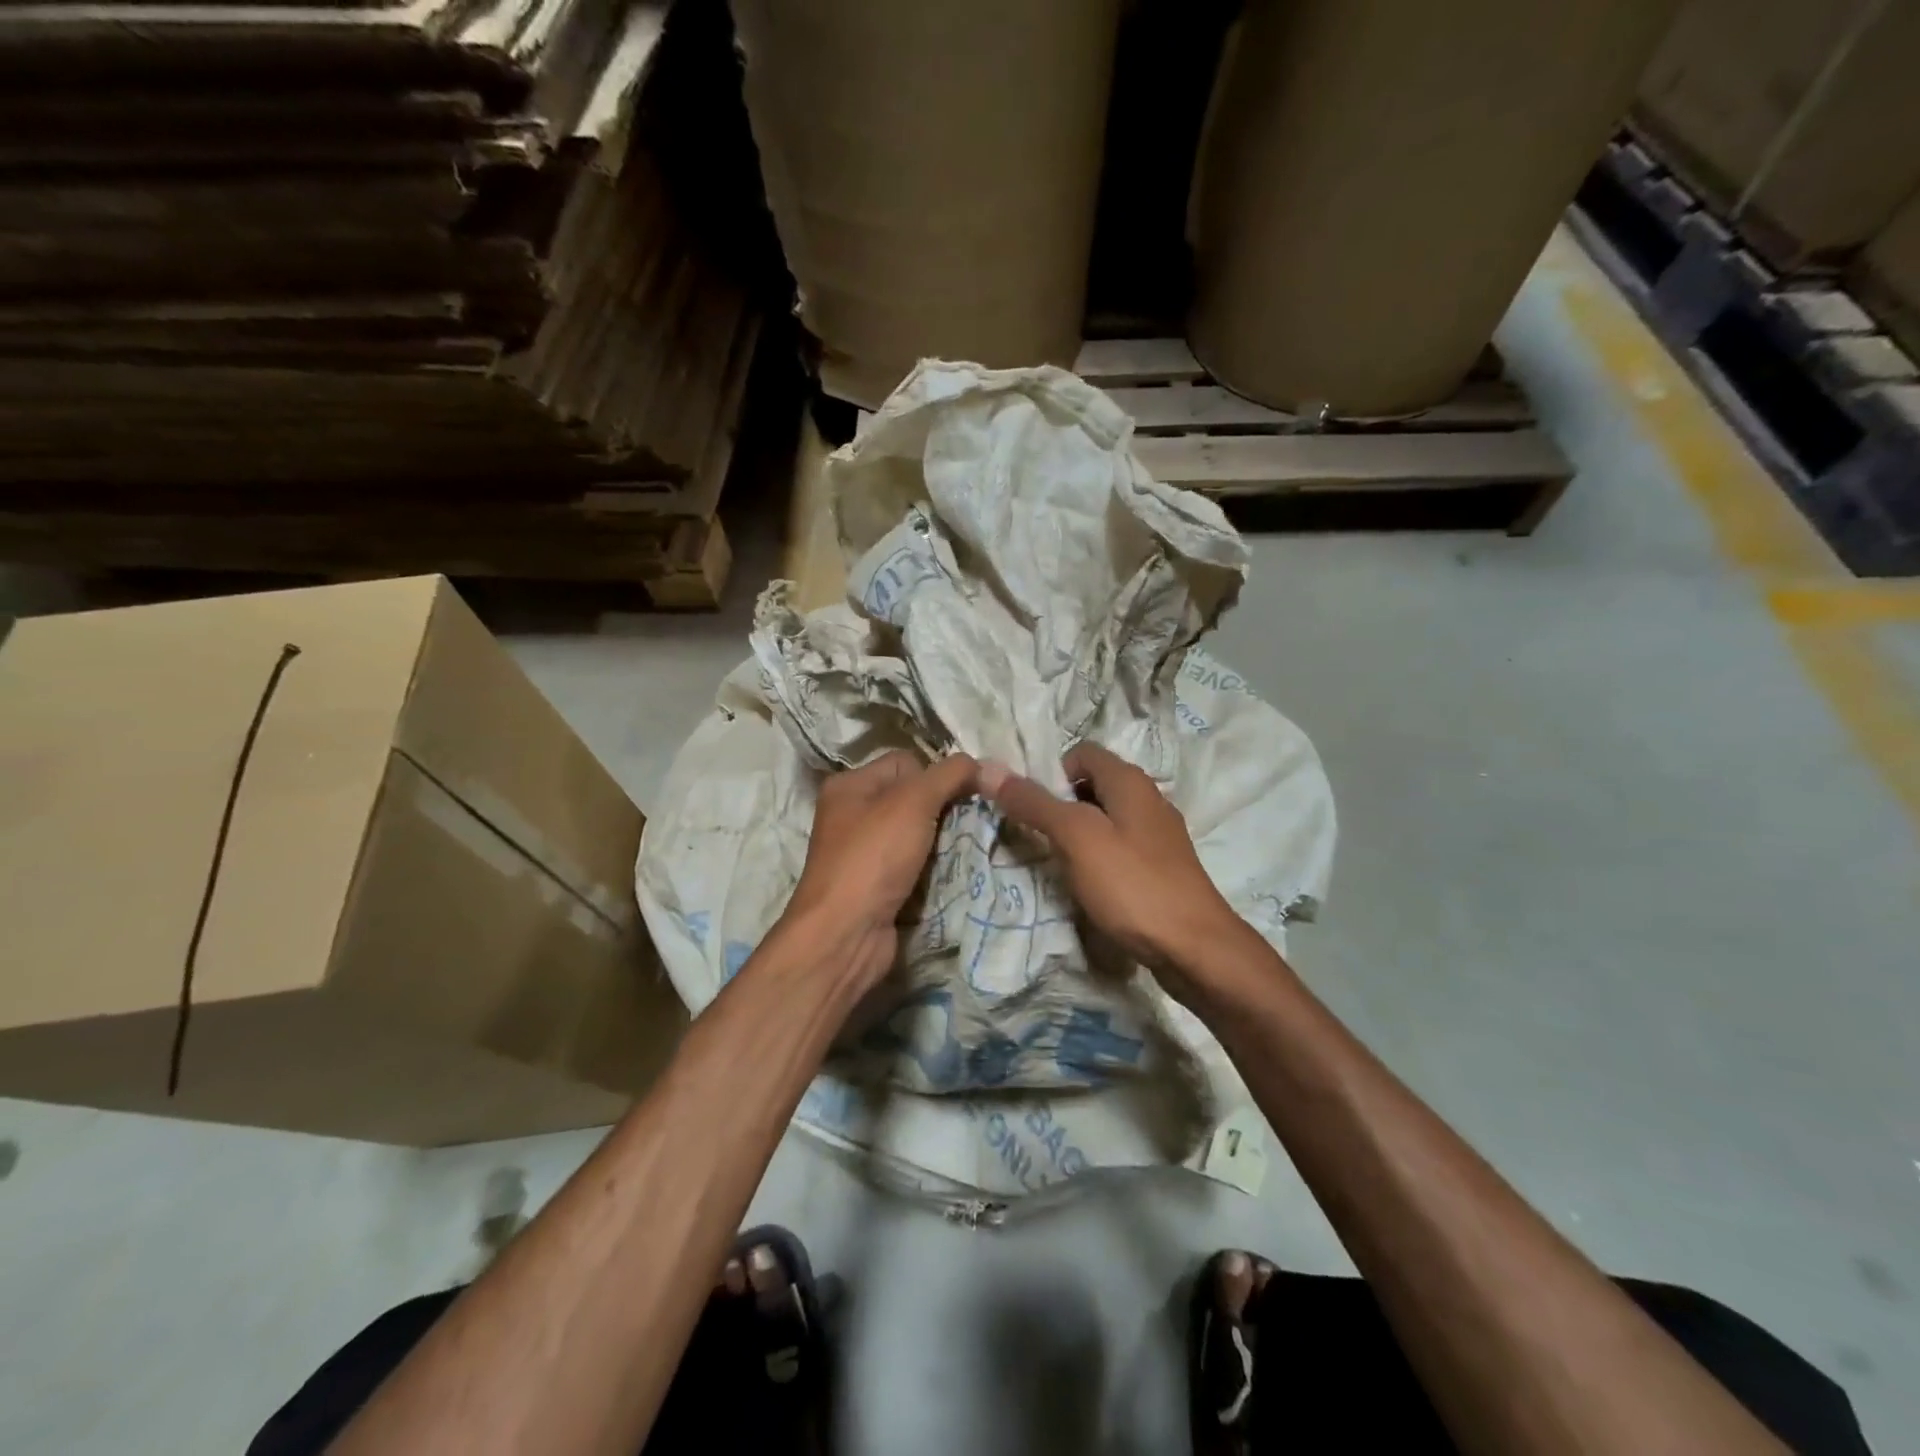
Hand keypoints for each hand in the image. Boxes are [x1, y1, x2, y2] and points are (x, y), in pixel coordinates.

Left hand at [781, 748, 979, 989]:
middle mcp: (852, 815)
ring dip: (941, 842)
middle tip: (968, 824)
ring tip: (963, 850)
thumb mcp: (914, 802)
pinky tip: (949, 875)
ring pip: (916, 834)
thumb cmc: (873, 857)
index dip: (935, 775)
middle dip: (943, 810)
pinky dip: (932, 869)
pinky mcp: (876, 886)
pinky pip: (914, 865)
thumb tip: (978, 763)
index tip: (961, 797)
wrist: (845, 934)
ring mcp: (863, 854)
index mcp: (850, 785)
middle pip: (913, 798)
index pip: (905, 762)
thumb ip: (949, 775)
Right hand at [979, 743, 1247, 993]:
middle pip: (1092, 785)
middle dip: (1060, 805)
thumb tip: (988, 768)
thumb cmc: (1133, 885)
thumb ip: (1034, 803)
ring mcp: (1158, 835)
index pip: (1081, 752)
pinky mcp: (1161, 867)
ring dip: (1077, 834)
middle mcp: (1148, 799)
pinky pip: (1119, 847)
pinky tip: (1089, 885)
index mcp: (1130, 781)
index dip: (1050, 772)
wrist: (1196, 949)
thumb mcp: (1077, 838)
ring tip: (1058, 864)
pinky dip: (1098, 857)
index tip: (1030, 807)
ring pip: (1105, 819)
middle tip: (1037, 837)